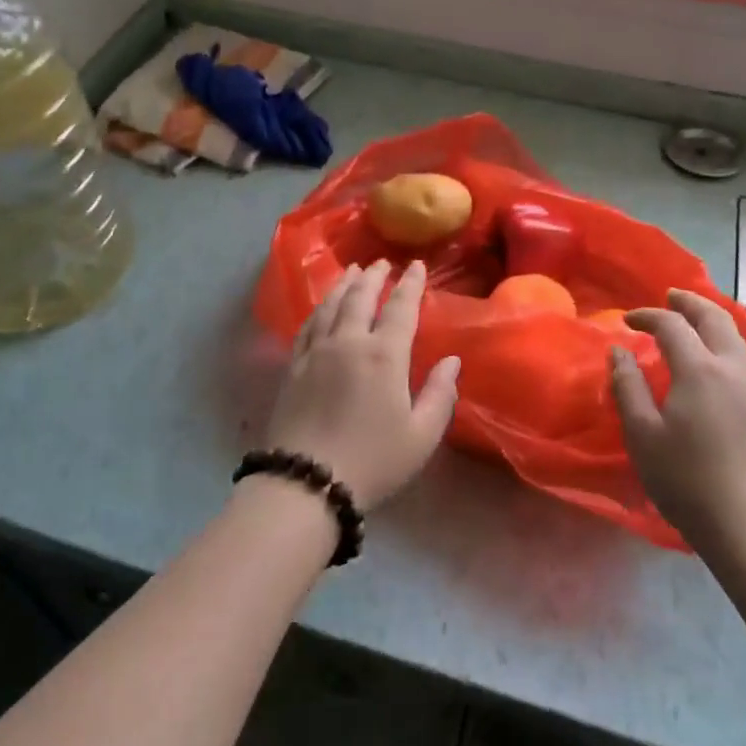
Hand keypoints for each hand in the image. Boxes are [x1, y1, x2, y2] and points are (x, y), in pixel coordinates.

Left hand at [266, 259, 460, 509]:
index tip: (416, 266)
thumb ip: (440, 394)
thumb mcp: (421, 435)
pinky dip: (319, 308)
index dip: (410, 285)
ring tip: (352, 271)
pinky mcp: (293, 366)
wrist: (306, 482)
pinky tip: (322, 306)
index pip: (400, 308)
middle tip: (381, 263)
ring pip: (330, 306)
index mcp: (384, 355)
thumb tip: (452, 361)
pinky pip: (308, 326)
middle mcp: (348, 342)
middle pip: (360, 298)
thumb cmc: (373, 461)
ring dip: (344, 285)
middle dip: (373, 277)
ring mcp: (316, 352)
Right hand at [609, 289, 745, 556]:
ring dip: (712, 321)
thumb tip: (619, 352)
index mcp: (700, 370)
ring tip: (693, 321)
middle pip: (716, 320)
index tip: (627, 321)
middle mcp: (732, 370)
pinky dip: (724, 344)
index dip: (648, 316)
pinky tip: (711, 362)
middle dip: (691, 303)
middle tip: (671, 296)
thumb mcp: (642, 433)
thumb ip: (628, 387)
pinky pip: (743, 360)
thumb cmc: (685, 478)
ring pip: (736, 339)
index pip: (673, 326)